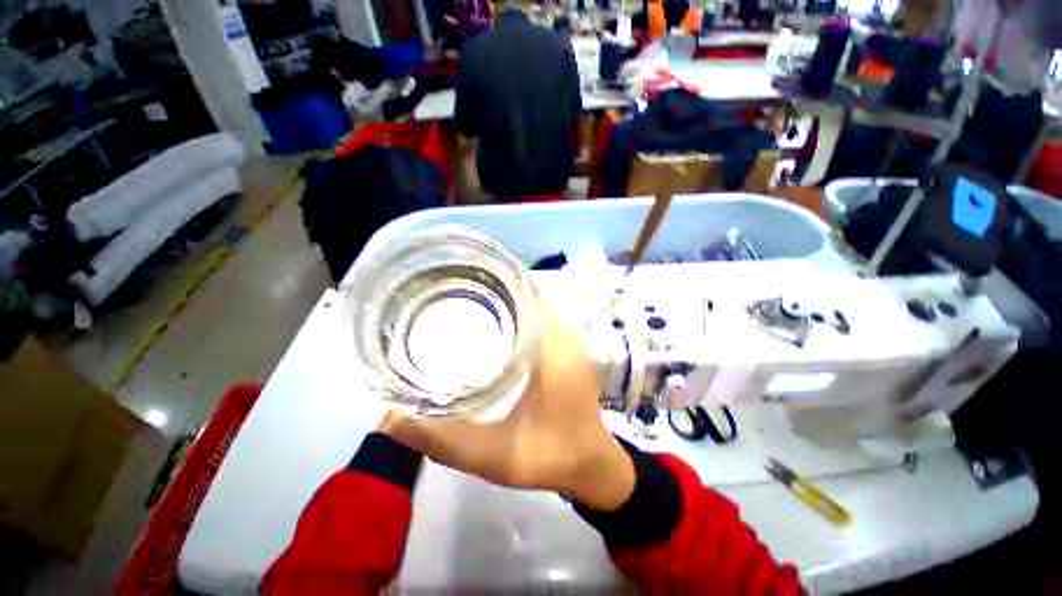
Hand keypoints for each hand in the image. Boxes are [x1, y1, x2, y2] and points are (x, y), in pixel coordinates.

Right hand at [388, 300, 635, 510]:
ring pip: (542, 306)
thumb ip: (446, 441)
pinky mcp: (572, 351)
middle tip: (463, 294)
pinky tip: (502, 329)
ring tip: (477, 304)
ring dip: (513, 302)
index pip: (531, 296)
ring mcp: (573, 343)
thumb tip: (394, 421)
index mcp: (553, 350)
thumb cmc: (550, 457)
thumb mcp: (495, 456)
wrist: (592, 467)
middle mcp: (566, 338)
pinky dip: (525, 316)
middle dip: (500, 291)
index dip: (501, 284)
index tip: (468, 282)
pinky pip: (548, 320)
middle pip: (534, 296)